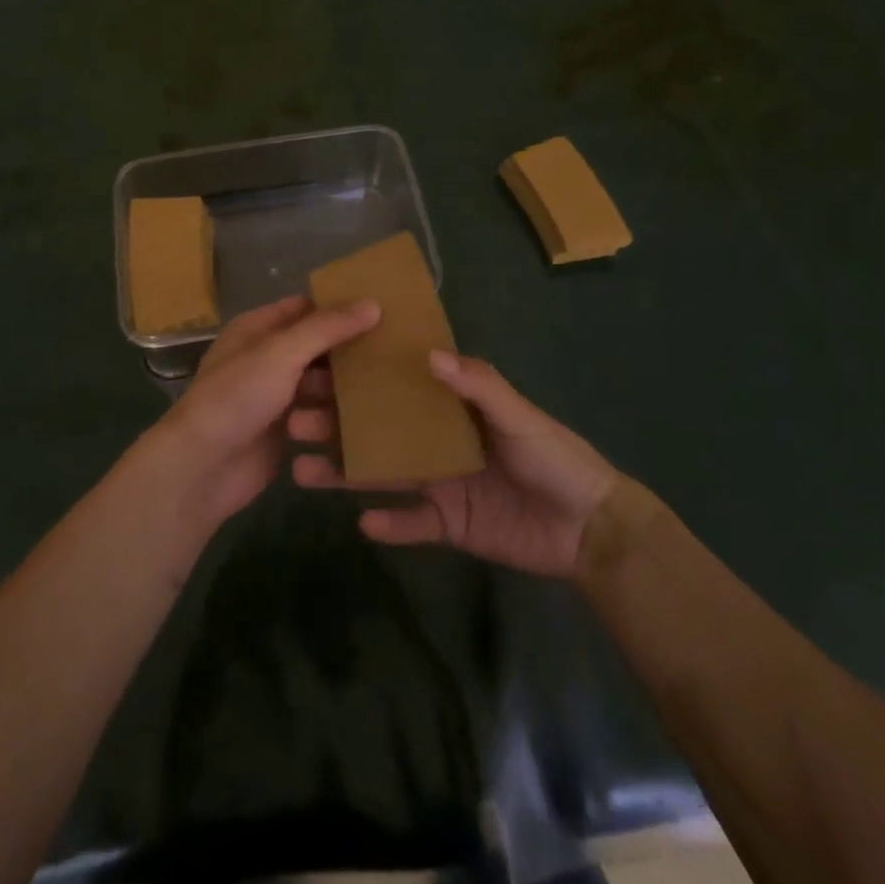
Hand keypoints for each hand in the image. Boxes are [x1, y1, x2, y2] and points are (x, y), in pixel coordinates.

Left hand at [143, 294, 379, 531]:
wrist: (202, 467)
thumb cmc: (237, 397)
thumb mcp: (281, 352)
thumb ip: (326, 328)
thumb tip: (373, 303)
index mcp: (257, 329)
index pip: (305, 308)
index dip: (339, 306)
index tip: (382, 309)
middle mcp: (266, 359)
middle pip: (316, 348)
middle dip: (349, 351)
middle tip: (396, 351)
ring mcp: (275, 397)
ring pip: (320, 385)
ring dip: (345, 389)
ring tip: (388, 388)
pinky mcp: (284, 432)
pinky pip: (318, 418)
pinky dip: (337, 419)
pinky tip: (372, 419)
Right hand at [294, 351, 617, 578]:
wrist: (590, 530)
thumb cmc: (556, 459)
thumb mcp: (520, 416)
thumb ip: (479, 385)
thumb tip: (428, 353)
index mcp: (451, 409)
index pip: (397, 387)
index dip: (361, 378)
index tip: (320, 367)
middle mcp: (435, 441)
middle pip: (377, 431)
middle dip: (337, 425)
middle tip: (294, 421)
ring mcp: (438, 484)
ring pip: (382, 475)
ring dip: (346, 473)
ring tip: (302, 470)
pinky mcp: (447, 525)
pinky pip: (410, 524)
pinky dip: (389, 525)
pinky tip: (362, 522)